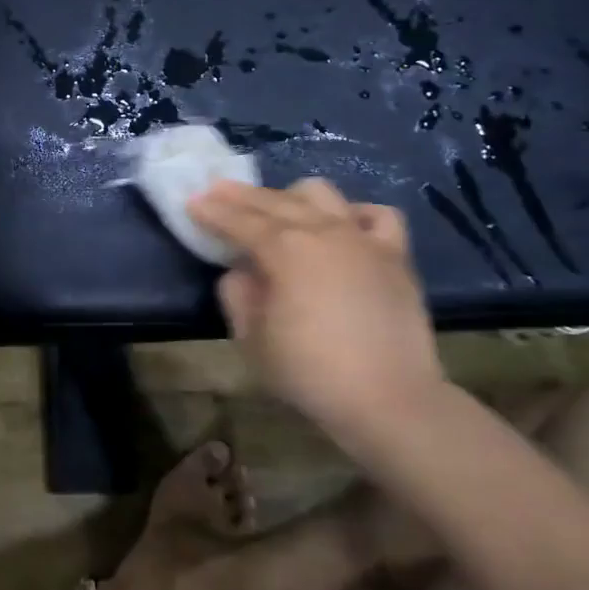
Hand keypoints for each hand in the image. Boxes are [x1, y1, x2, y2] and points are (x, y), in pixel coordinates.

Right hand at [188, 178, 445, 434]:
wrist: (389, 400)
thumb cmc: (310, 372)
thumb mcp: (251, 339)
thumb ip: (237, 294)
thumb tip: (242, 271)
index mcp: (285, 250)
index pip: (239, 221)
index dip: (212, 211)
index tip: (192, 201)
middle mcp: (323, 231)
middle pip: (275, 201)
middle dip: (241, 195)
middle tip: (218, 189)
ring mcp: (363, 239)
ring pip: (323, 195)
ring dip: (292, 197)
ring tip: (277, 207)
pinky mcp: (395, 255)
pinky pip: (377, 216)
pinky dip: (353, 214)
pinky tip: (342, 224)